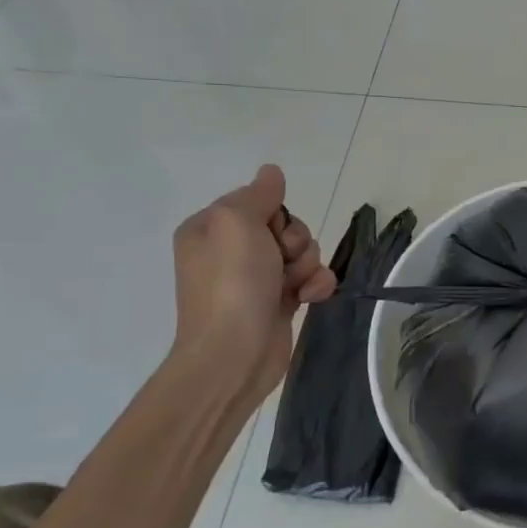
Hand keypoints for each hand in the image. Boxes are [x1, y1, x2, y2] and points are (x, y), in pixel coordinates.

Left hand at [168, 165, 335, 409]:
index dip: (274, 213)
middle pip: (284, 225)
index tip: (269, 230)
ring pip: (301, 251)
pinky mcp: (278, 302)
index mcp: (210, 228)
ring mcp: (255, 279)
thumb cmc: (232, 284)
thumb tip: (271, 172)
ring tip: (295, 284)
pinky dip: (316, 285)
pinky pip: (309, 279)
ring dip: (308, 264)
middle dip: (295, 240)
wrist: (234, 355)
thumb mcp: (237, 222)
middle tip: (283, 259)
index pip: (257, 201)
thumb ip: (258, 194)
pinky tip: (310, 298)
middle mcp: (230, 251)